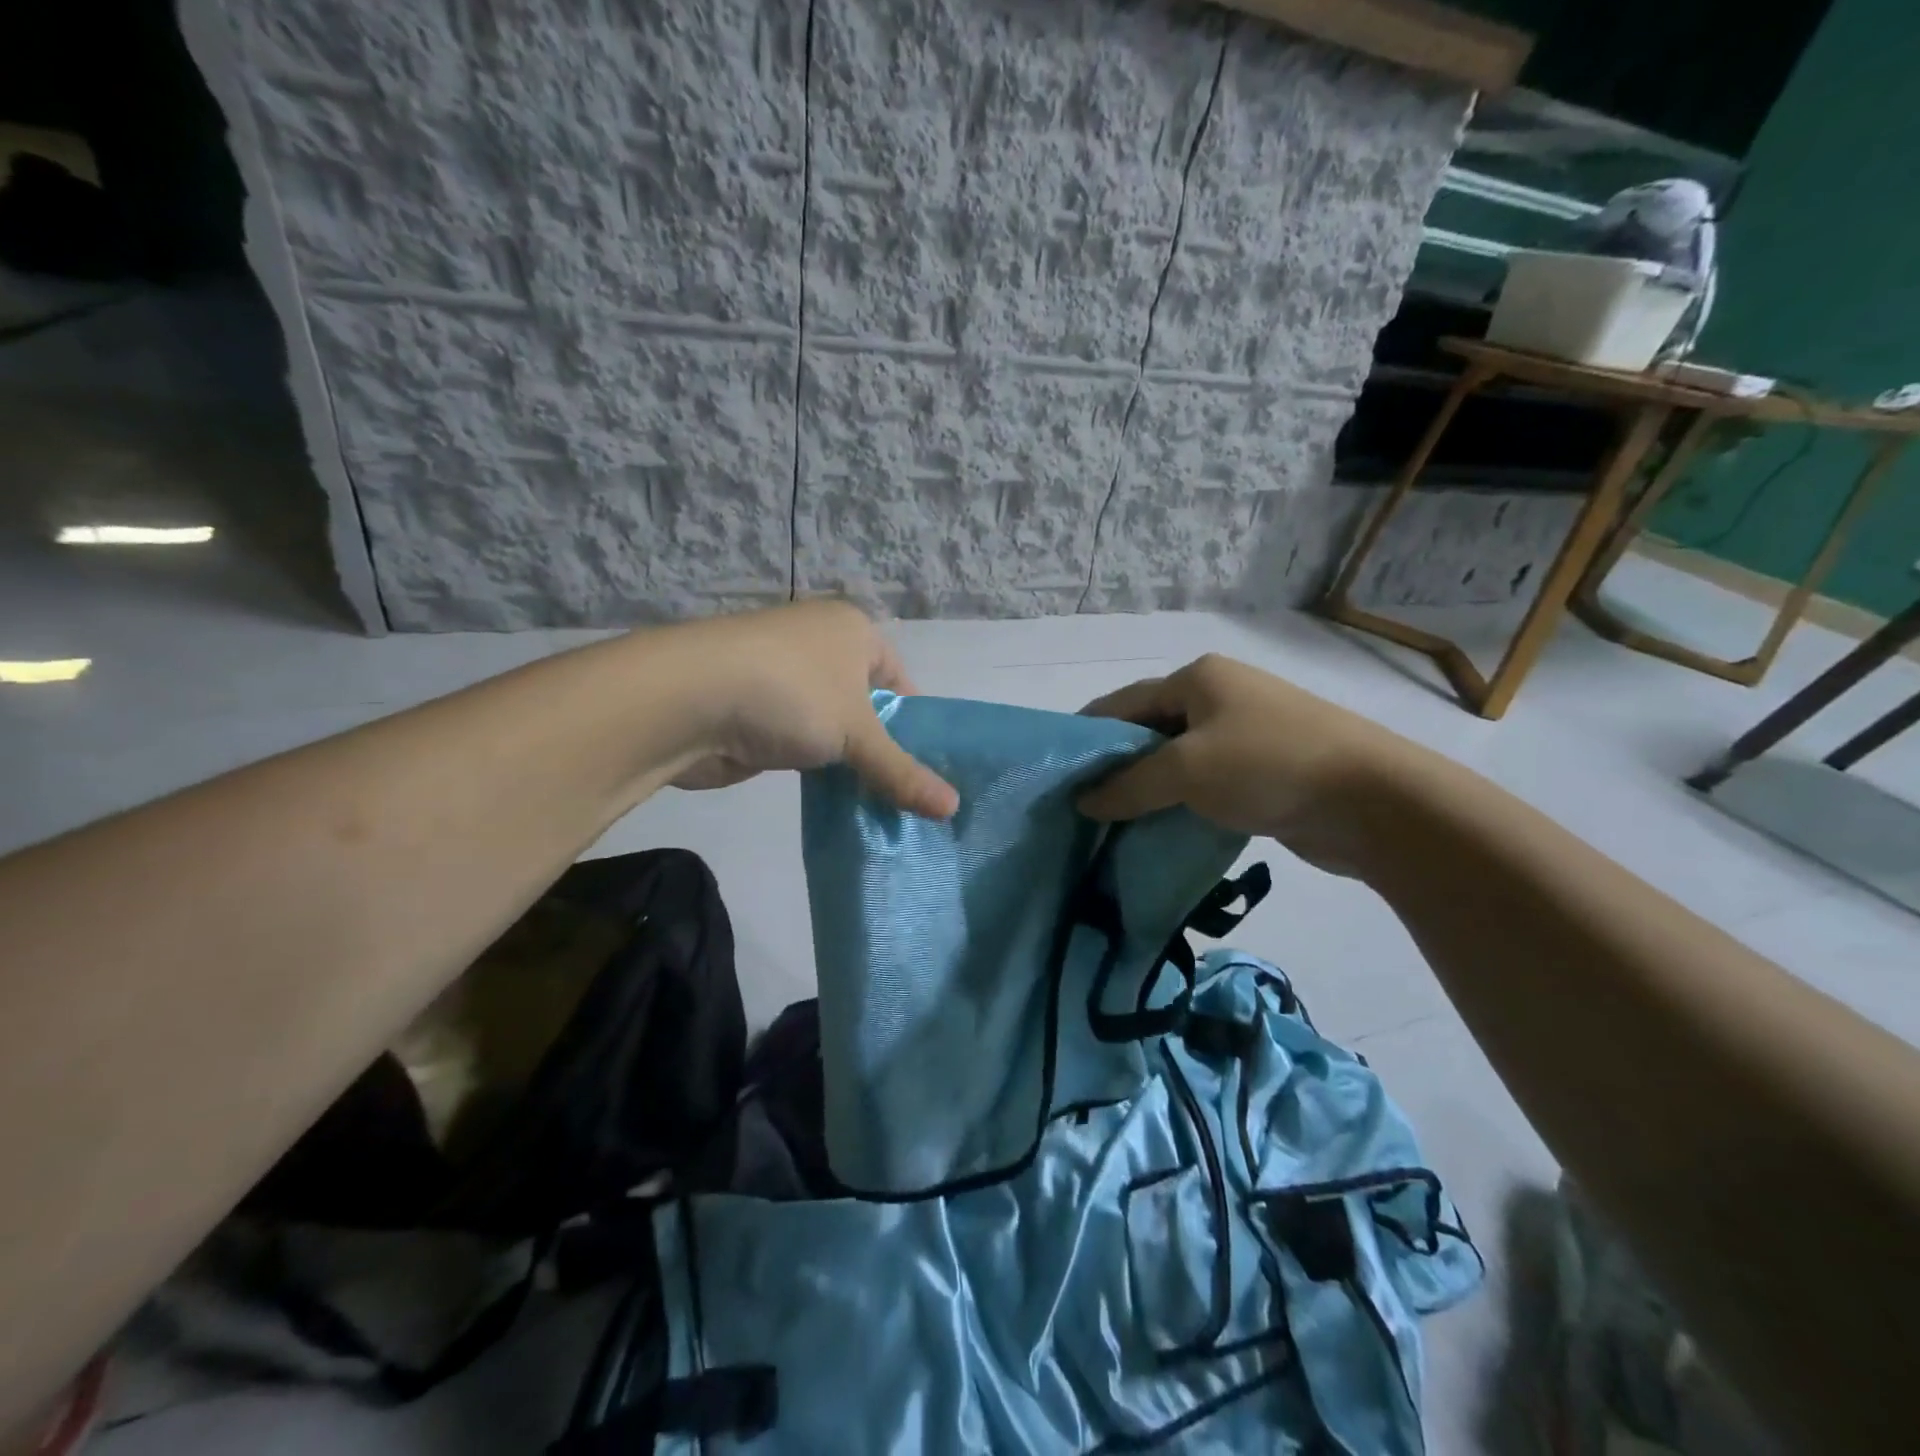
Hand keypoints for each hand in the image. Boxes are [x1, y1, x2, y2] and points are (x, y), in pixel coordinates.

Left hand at [667, 600, 958, 818]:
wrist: (685, 699)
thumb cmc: (790, 694)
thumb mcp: (856, 733)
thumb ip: (902, 772)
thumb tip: (954, 810)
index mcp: (852, 630)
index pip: (900, 679)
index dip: (915, 723)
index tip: (927, 766)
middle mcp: (819, 645)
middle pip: (866, 705)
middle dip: (882, 748)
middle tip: (907, 794)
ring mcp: (784, 678)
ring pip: (832, 726)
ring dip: (848, 761)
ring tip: (876, 804)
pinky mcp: (756, 712)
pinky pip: (802, 742)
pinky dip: (816, 767)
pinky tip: (832, 799)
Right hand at [1077, 654, 1417, 872]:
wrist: (1374, 801)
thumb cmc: (1267, 766)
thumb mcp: (1186, 771)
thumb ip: (1129, 784)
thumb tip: (1084, 801)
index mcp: (1198, 679)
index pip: (1124, 703)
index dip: (1089, 735)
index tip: (1058, 770)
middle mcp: (1220, 697)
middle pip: (1150, 729)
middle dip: (1117, 764)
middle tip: (1080, 801)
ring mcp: (1246, 732)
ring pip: (1178, 759)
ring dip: (1148, 787)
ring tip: (1111, 821)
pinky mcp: (1265, 769)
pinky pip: (1205, 782)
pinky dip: (1180, 802)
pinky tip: (1157, 828)